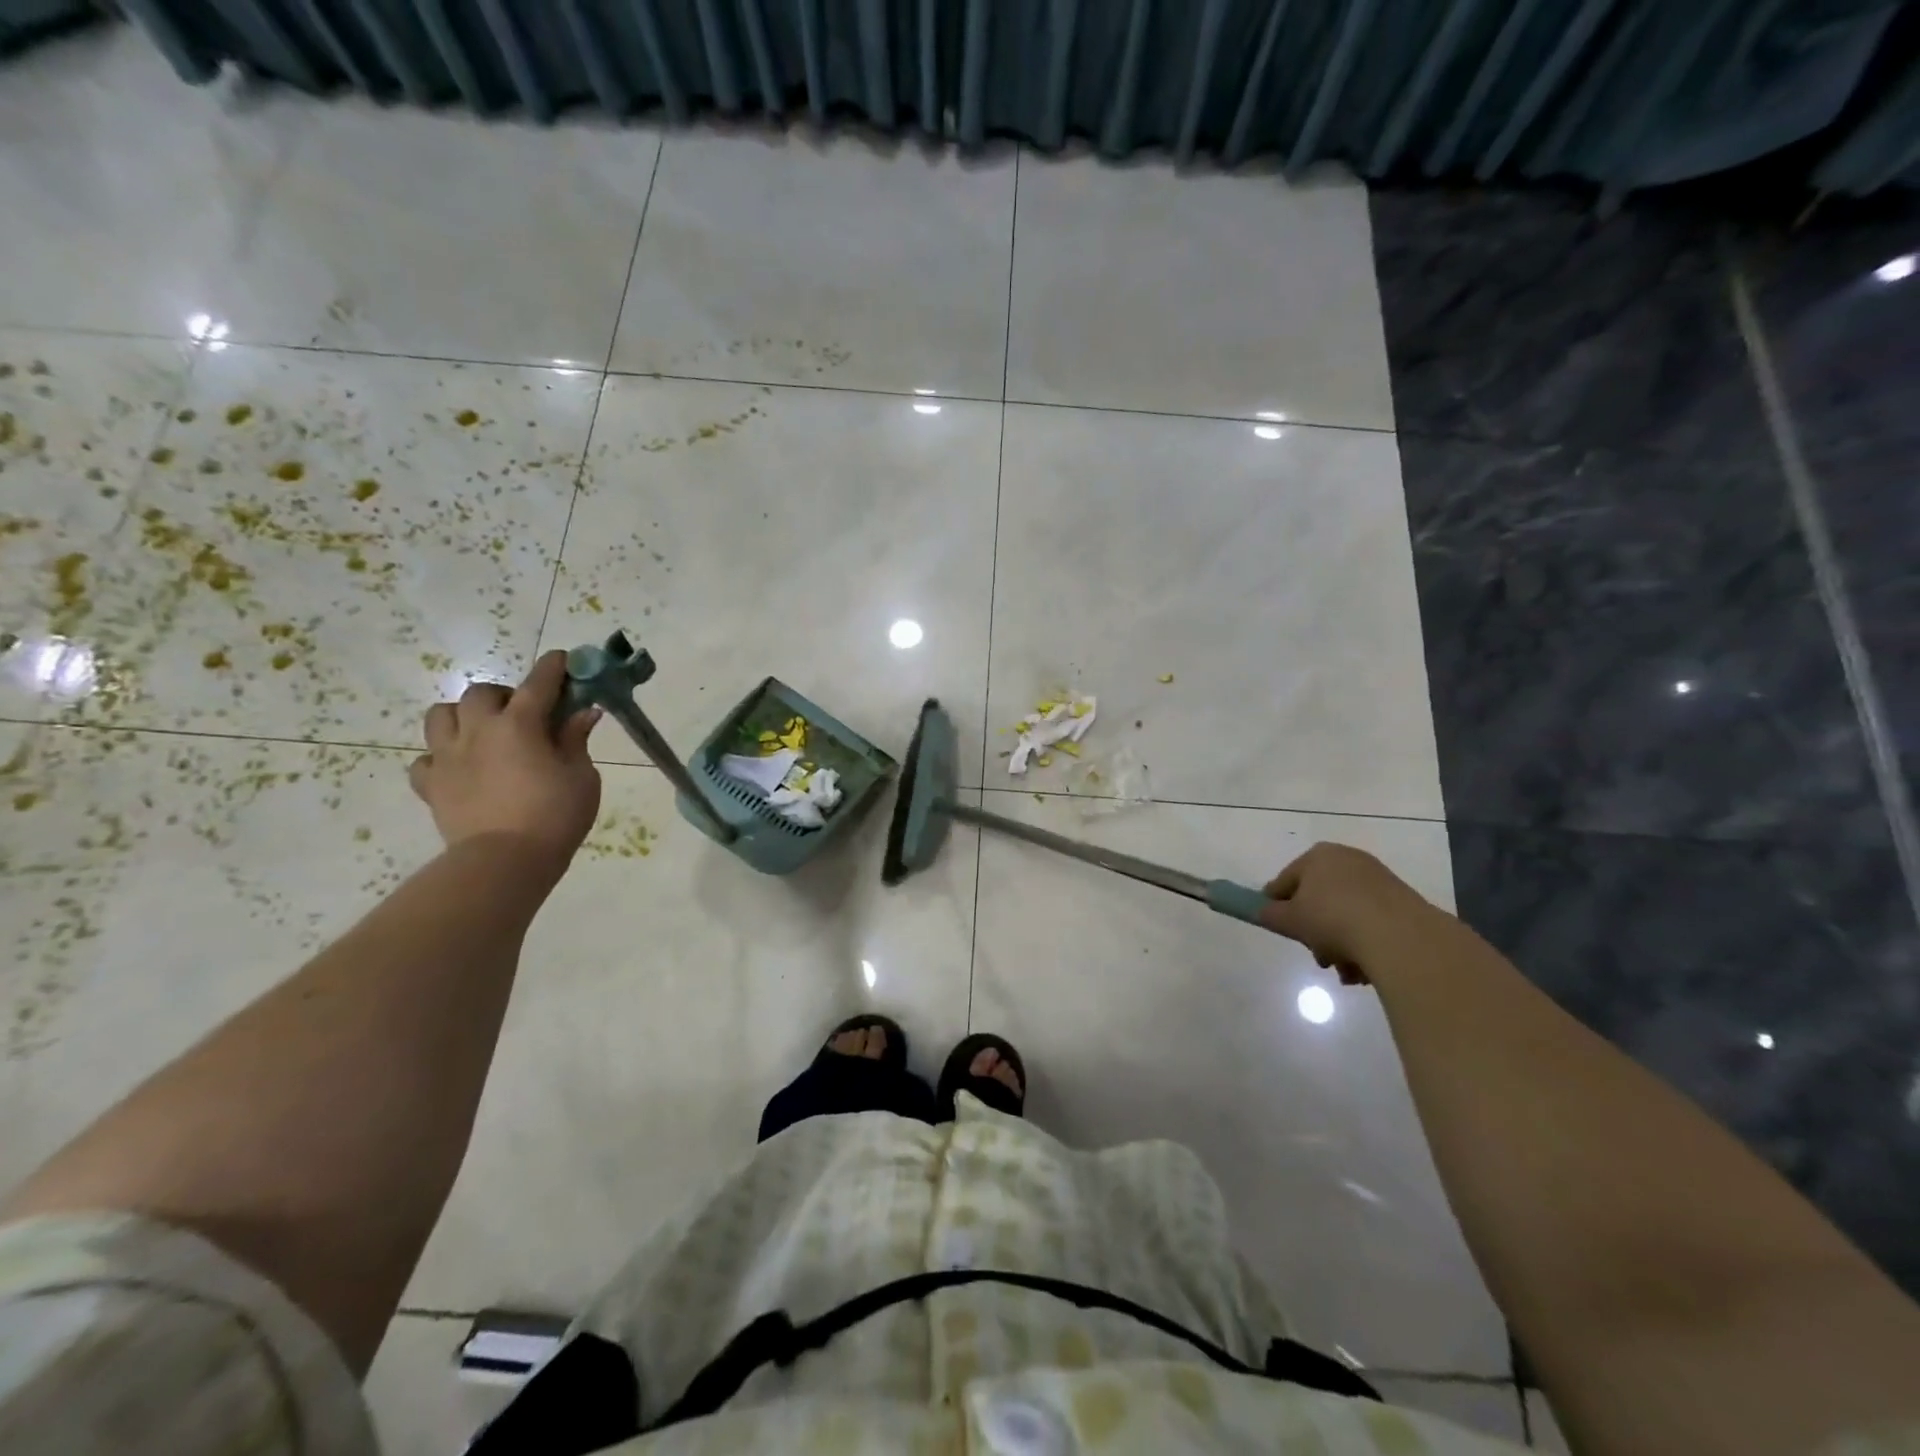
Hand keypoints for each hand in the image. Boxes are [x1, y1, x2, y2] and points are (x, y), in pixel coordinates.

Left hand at [408, 651, 601, 866]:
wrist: (505, 862)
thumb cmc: (555, 815)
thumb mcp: (582, 776)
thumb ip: (575, 741)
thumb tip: (583, 713)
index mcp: (519, 725)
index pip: (538, 683)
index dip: (553, 668)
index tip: (562, 659)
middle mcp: (478, 731)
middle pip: (481, 693)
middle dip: (503, 695)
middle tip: (524, 713)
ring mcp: (448, 758)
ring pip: (441, 716)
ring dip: (463, 717)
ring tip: (483, 733)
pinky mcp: (431, 786)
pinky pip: (426, 760)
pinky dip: (441, 758)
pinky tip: (460, 769)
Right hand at [1256, 842, 1441, 983]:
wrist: (1399, 936)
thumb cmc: (1333, 919)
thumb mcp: (1289, 920)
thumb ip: (1269, 914)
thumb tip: (1262, 911)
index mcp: (1318, 856)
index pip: (1285, 881)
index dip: (1277, 905)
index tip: (1279, 928)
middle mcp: (1348, 859)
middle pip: (1319, 899)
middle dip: (1315, 932)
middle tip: (1317, 956)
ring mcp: (1378, 880)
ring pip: (1346, 915)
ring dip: (1340, 944)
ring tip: (1344, 971)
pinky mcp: (1402, 901)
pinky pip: (1371, 922)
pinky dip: (1364, 943)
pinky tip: (1365, 970)